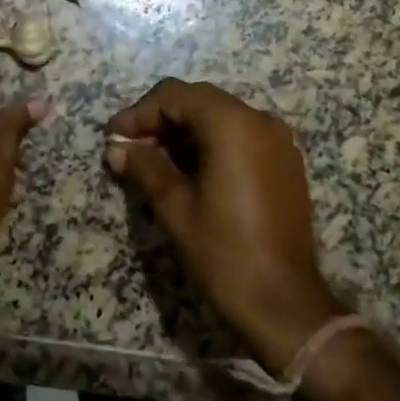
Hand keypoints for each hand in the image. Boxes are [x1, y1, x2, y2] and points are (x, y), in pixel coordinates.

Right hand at [106, 79, 342, 374]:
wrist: (285, 304)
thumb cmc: (226, 253)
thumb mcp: (176, 209)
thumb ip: (145, 168)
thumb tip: (116, 148)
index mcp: (232, 124)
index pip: (175, 96)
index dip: (139, 113)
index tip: (114, 139)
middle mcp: (259, 120)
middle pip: (199, 101)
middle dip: (161, 120)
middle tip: (130, 150)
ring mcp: (277, 140)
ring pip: (220, 118)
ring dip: (184, 133)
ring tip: (153, 164)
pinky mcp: (285, 162)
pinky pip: (241, 136)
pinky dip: (211, 144)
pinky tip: (189, 173)